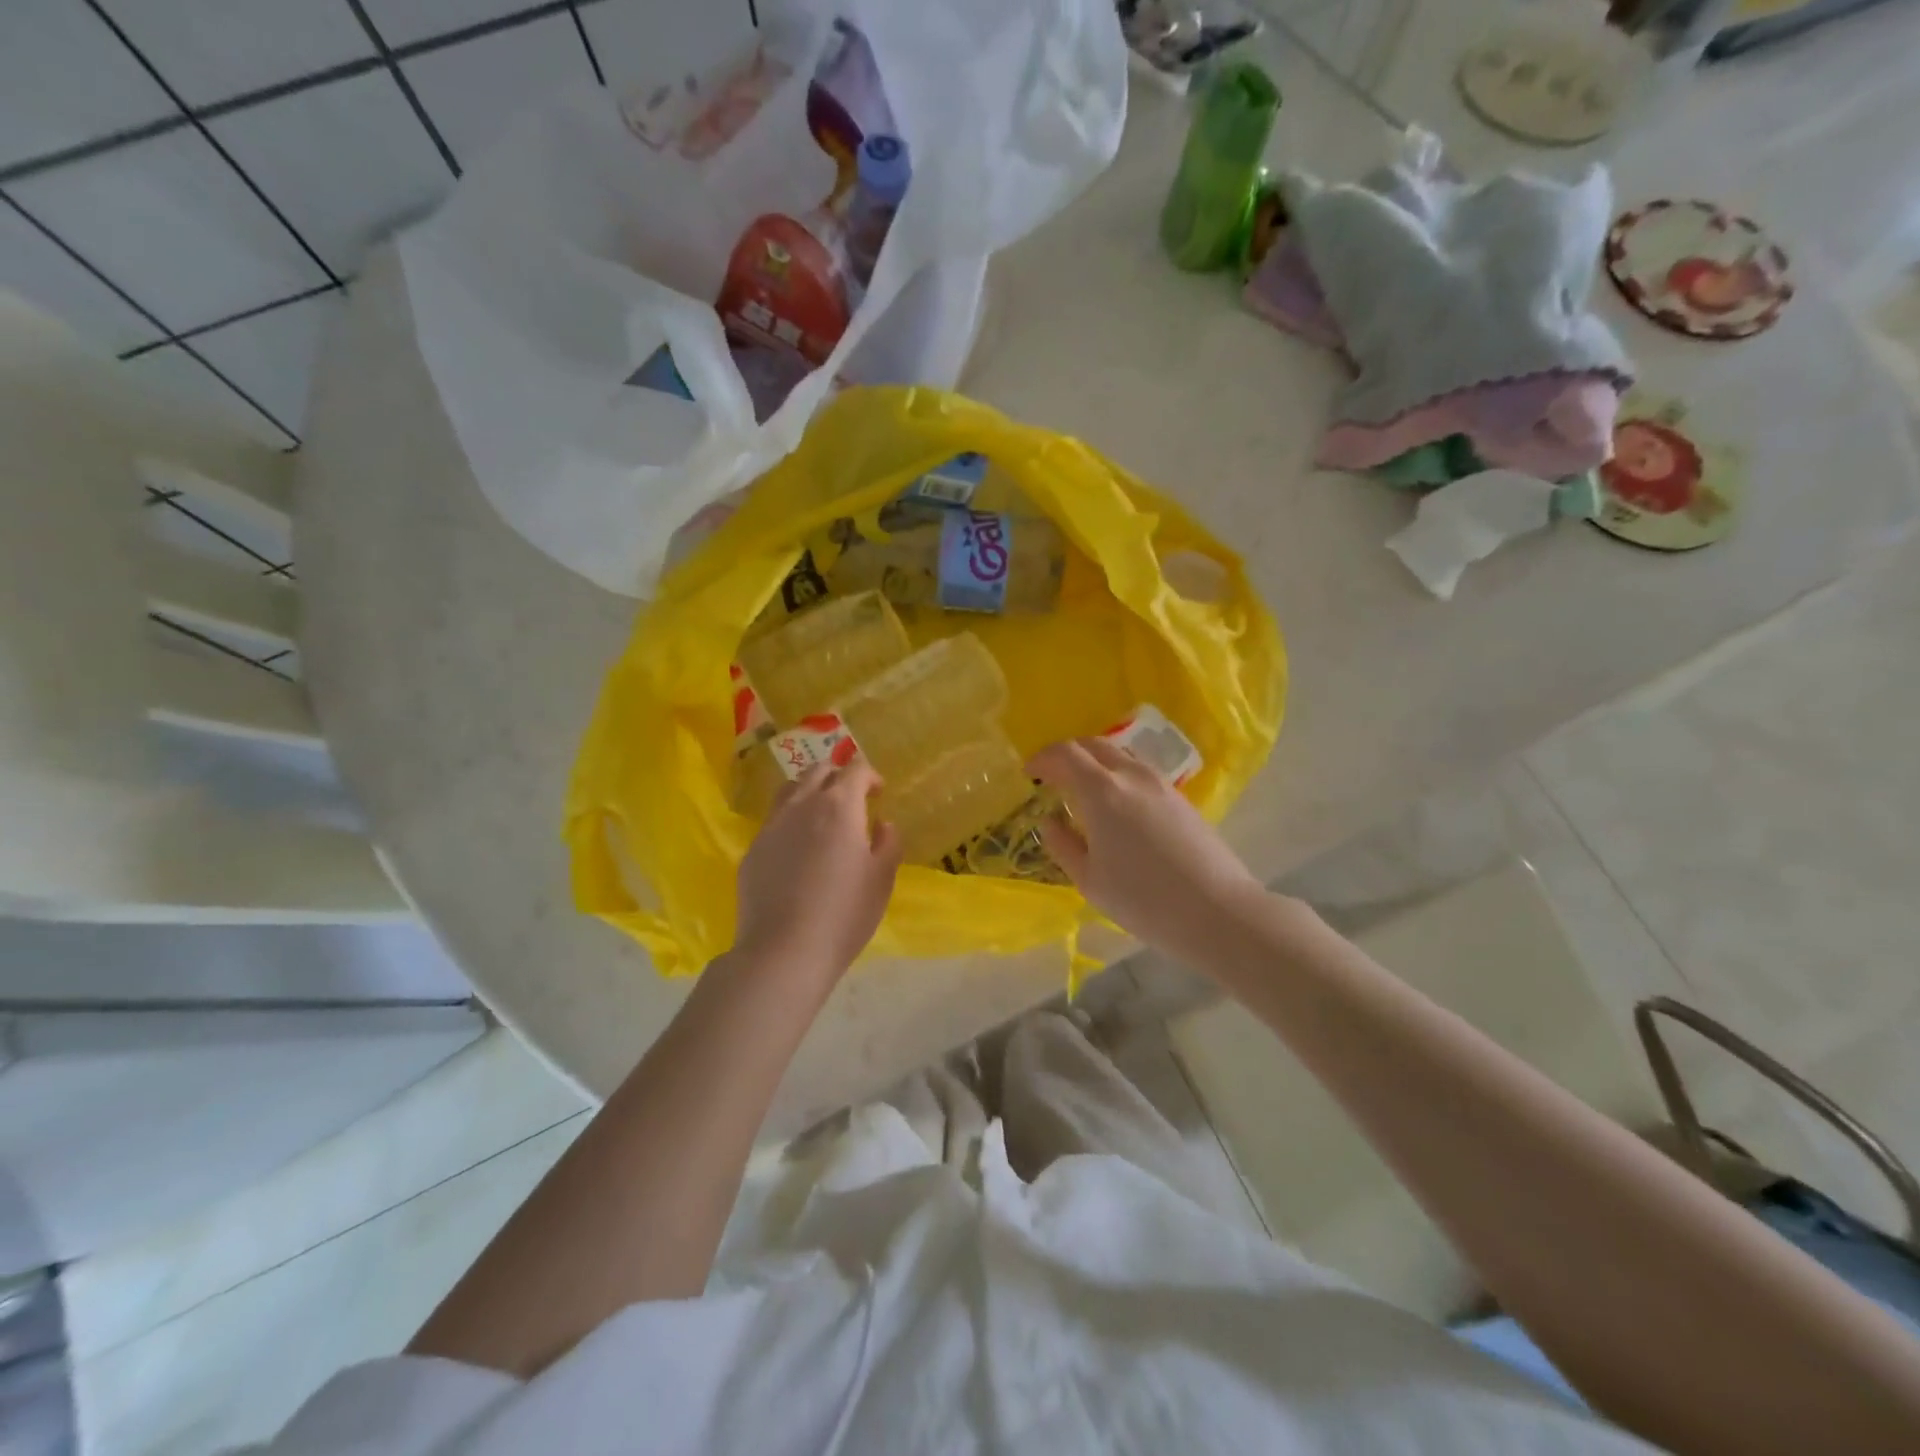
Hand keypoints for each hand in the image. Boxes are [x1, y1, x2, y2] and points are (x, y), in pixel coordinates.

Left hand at [733, 761, 900, 981]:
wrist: (784, 950)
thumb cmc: (844, 913)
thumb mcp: (882, 879)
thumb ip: (888, 843)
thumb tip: (883, 824)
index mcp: (839, 807)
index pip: (855, 770)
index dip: (870, 776)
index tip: (878, 792)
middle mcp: (802, 805)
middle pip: (818, 771)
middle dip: (838, 776)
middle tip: (851, 797)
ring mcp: (772, 826)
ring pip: (790, 790)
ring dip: (809, 791)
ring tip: (820, 814)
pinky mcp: (753, 850)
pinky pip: (774, 821)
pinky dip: (790, 821)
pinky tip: (797, 849)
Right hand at [1028, 738, 1265, 961]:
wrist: (1217, 911)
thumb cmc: (1143, 900)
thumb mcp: (1089, 880)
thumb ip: (1062, 845)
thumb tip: (1050, 821)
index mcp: (1102, 791)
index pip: (1065, 754)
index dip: (1042, 758)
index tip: (1029, 773)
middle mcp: (1131, 775)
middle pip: (1093, 745)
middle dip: (1067, 754)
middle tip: (1052, 776)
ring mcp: (1160, 783)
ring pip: (1119, 754)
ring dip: (1095, 762)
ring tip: (1083, 790)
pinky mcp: (1180, 797)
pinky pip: (1139, 771)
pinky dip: (1117, 774)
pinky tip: (1116, 805)